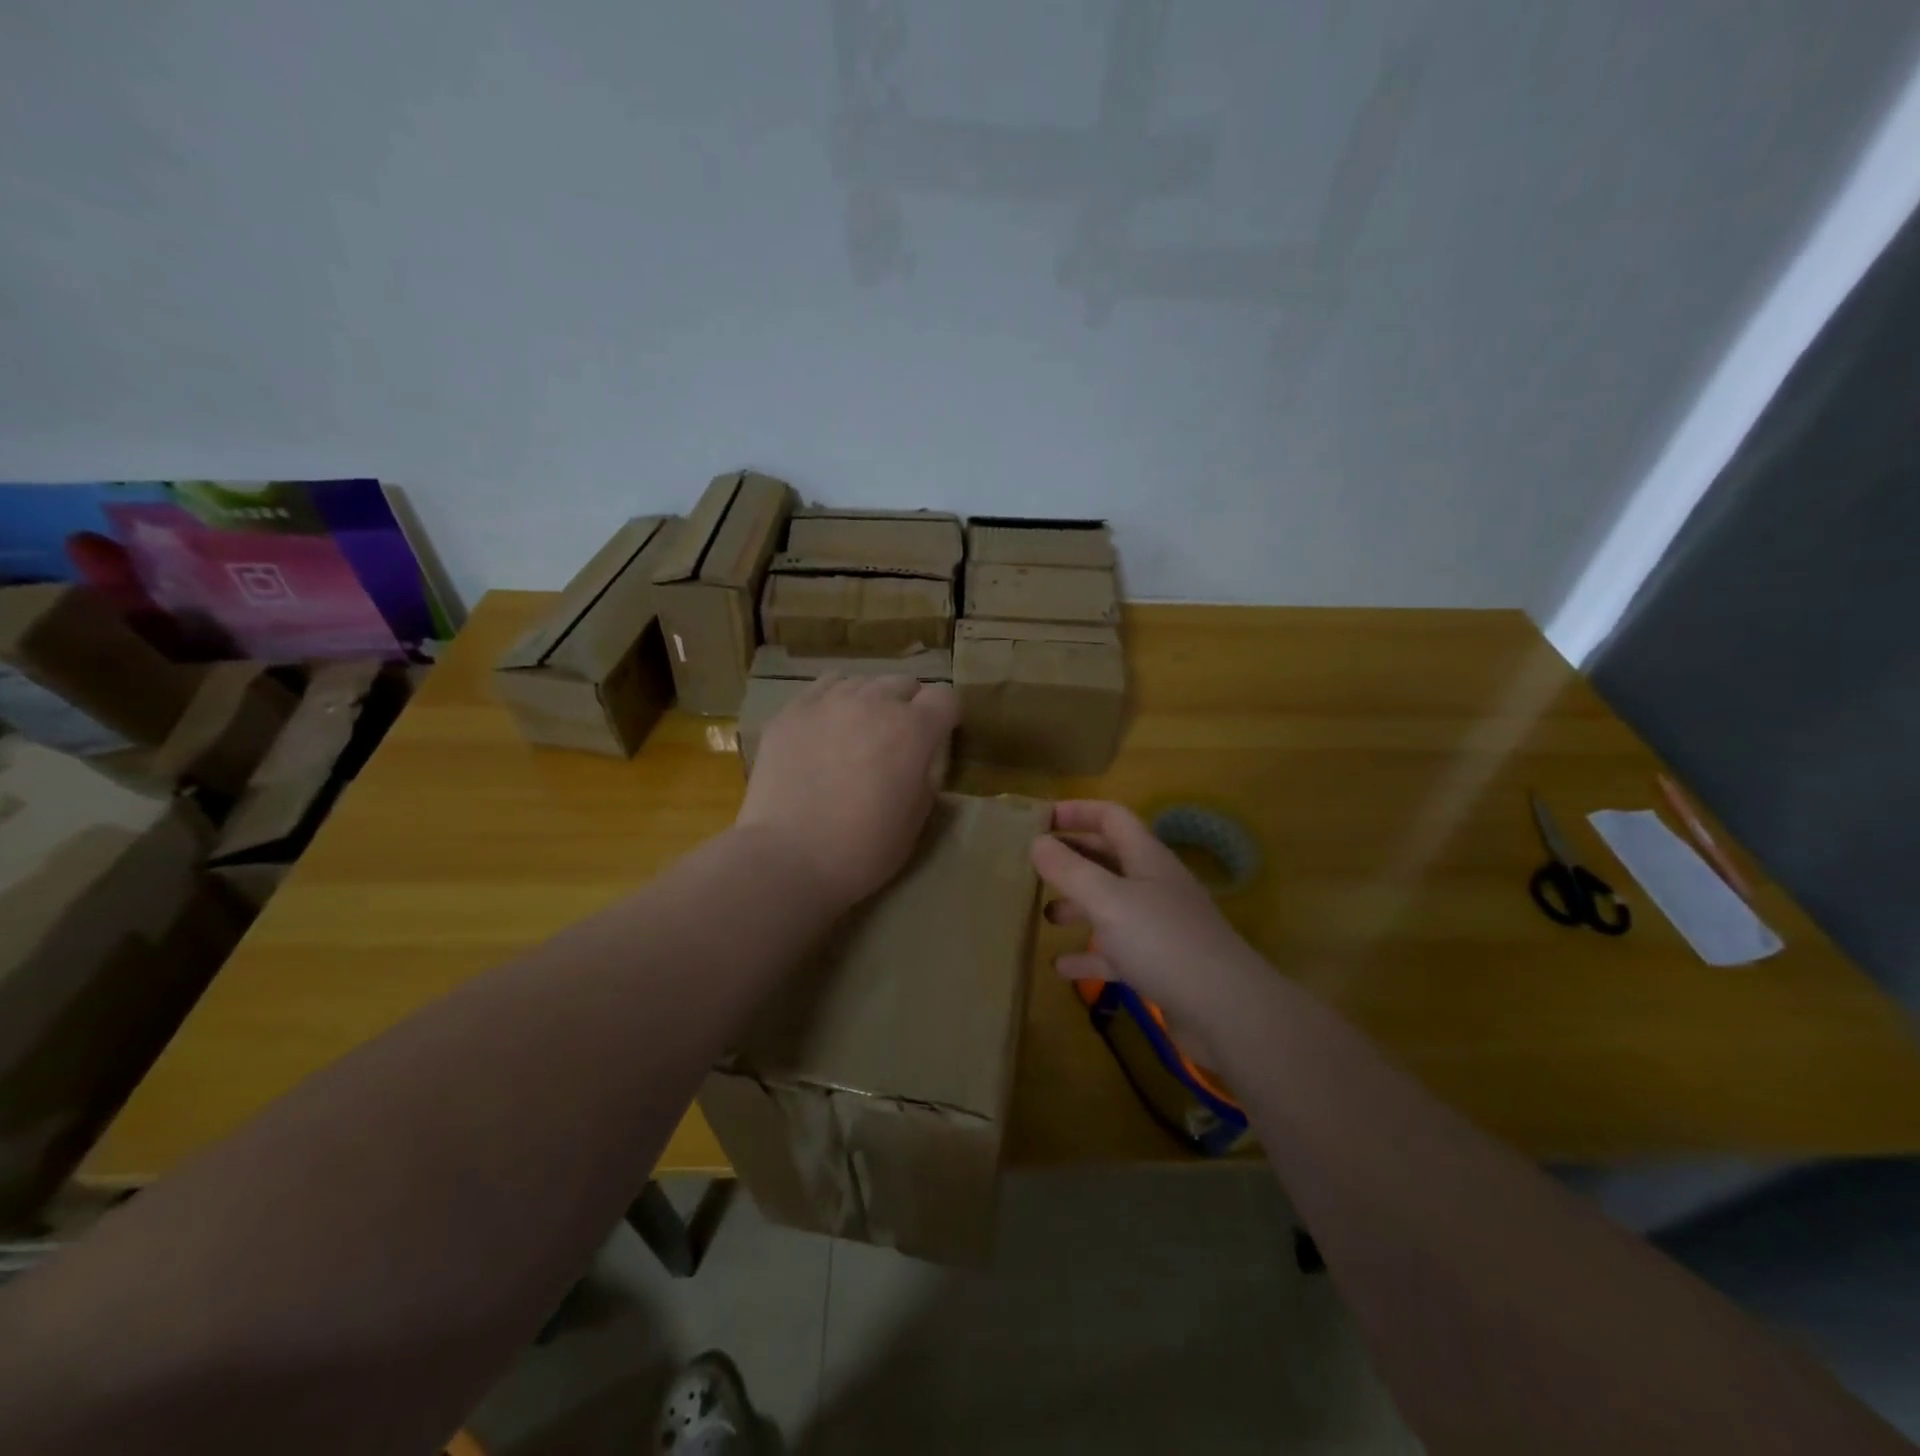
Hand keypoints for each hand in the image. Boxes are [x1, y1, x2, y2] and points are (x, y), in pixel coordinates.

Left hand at [737, 676, 959, 905]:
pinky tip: (826, 727)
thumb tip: (917, 761)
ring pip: (863, 682)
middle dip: (909, 705)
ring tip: (859, 730)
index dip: (946, 717)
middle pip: (903, 683)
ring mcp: (828, 702)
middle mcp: (874, 703)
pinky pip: (823, 688)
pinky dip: (834, 701)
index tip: (939, 737)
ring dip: (870, 701)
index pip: (945, 698)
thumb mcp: (916, 820)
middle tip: (898, 739)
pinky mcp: (792, 712)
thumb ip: (925, 777)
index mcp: (913, 730)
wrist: (788, 858)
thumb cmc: (863, 849)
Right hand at [1030, 801, 1268, 1032]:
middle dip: (1071, 858)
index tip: (1037, 820)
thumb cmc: (1163, 943)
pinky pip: (1115, 951)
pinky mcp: (1159, 964)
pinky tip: (1061, 966)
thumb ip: (1070, 871)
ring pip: (1110, 904)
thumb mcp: (1108, 901)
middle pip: (1107, 858)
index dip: (1076, 811)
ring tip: (1043, 914)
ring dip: (1077, 905)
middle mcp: (1153, 884)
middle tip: (1031, 866)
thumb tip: (1036, 842)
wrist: (1227, 1011)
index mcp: (1146, 858)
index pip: (1110, 817)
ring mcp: (1158, 925)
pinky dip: (1088, 954)